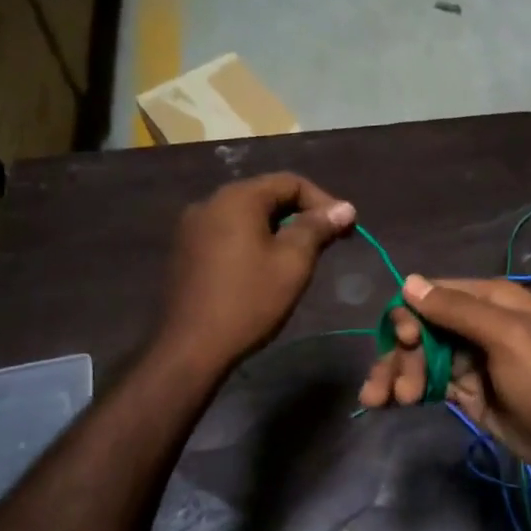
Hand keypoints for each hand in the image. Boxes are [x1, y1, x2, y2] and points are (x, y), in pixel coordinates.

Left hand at [158, 173, 355, 368]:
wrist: (191, 347)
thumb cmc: (249, 301)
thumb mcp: (293, 263)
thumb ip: (318, 228)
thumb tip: (345, 207)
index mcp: (237, 198)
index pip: (290, 182)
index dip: (324, 201)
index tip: (346, 228)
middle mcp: (210, 203)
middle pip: (266, 196)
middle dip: (301, 215)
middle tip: (328, 242)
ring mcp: (192, 227)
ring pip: (246, 216)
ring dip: (278, 229)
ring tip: (300, 257)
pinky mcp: (185, 251)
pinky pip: (228, 234)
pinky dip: (253, 241)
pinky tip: (264, 269)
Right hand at [358, 275, 530, 477]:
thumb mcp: (507, 337)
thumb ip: (457, 310)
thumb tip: (408, 281)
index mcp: (490, 299)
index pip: (431, 295)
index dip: (409, 317)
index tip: (403, 345)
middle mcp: (477, 323)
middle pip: (421, 329)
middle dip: (401, 356)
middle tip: (398, 392)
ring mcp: (471, 360)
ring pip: (420, 358)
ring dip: (398, 375)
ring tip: (383, 402)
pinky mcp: (469, 392)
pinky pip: (430, 384)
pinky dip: (407, 391)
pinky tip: (387, 404)